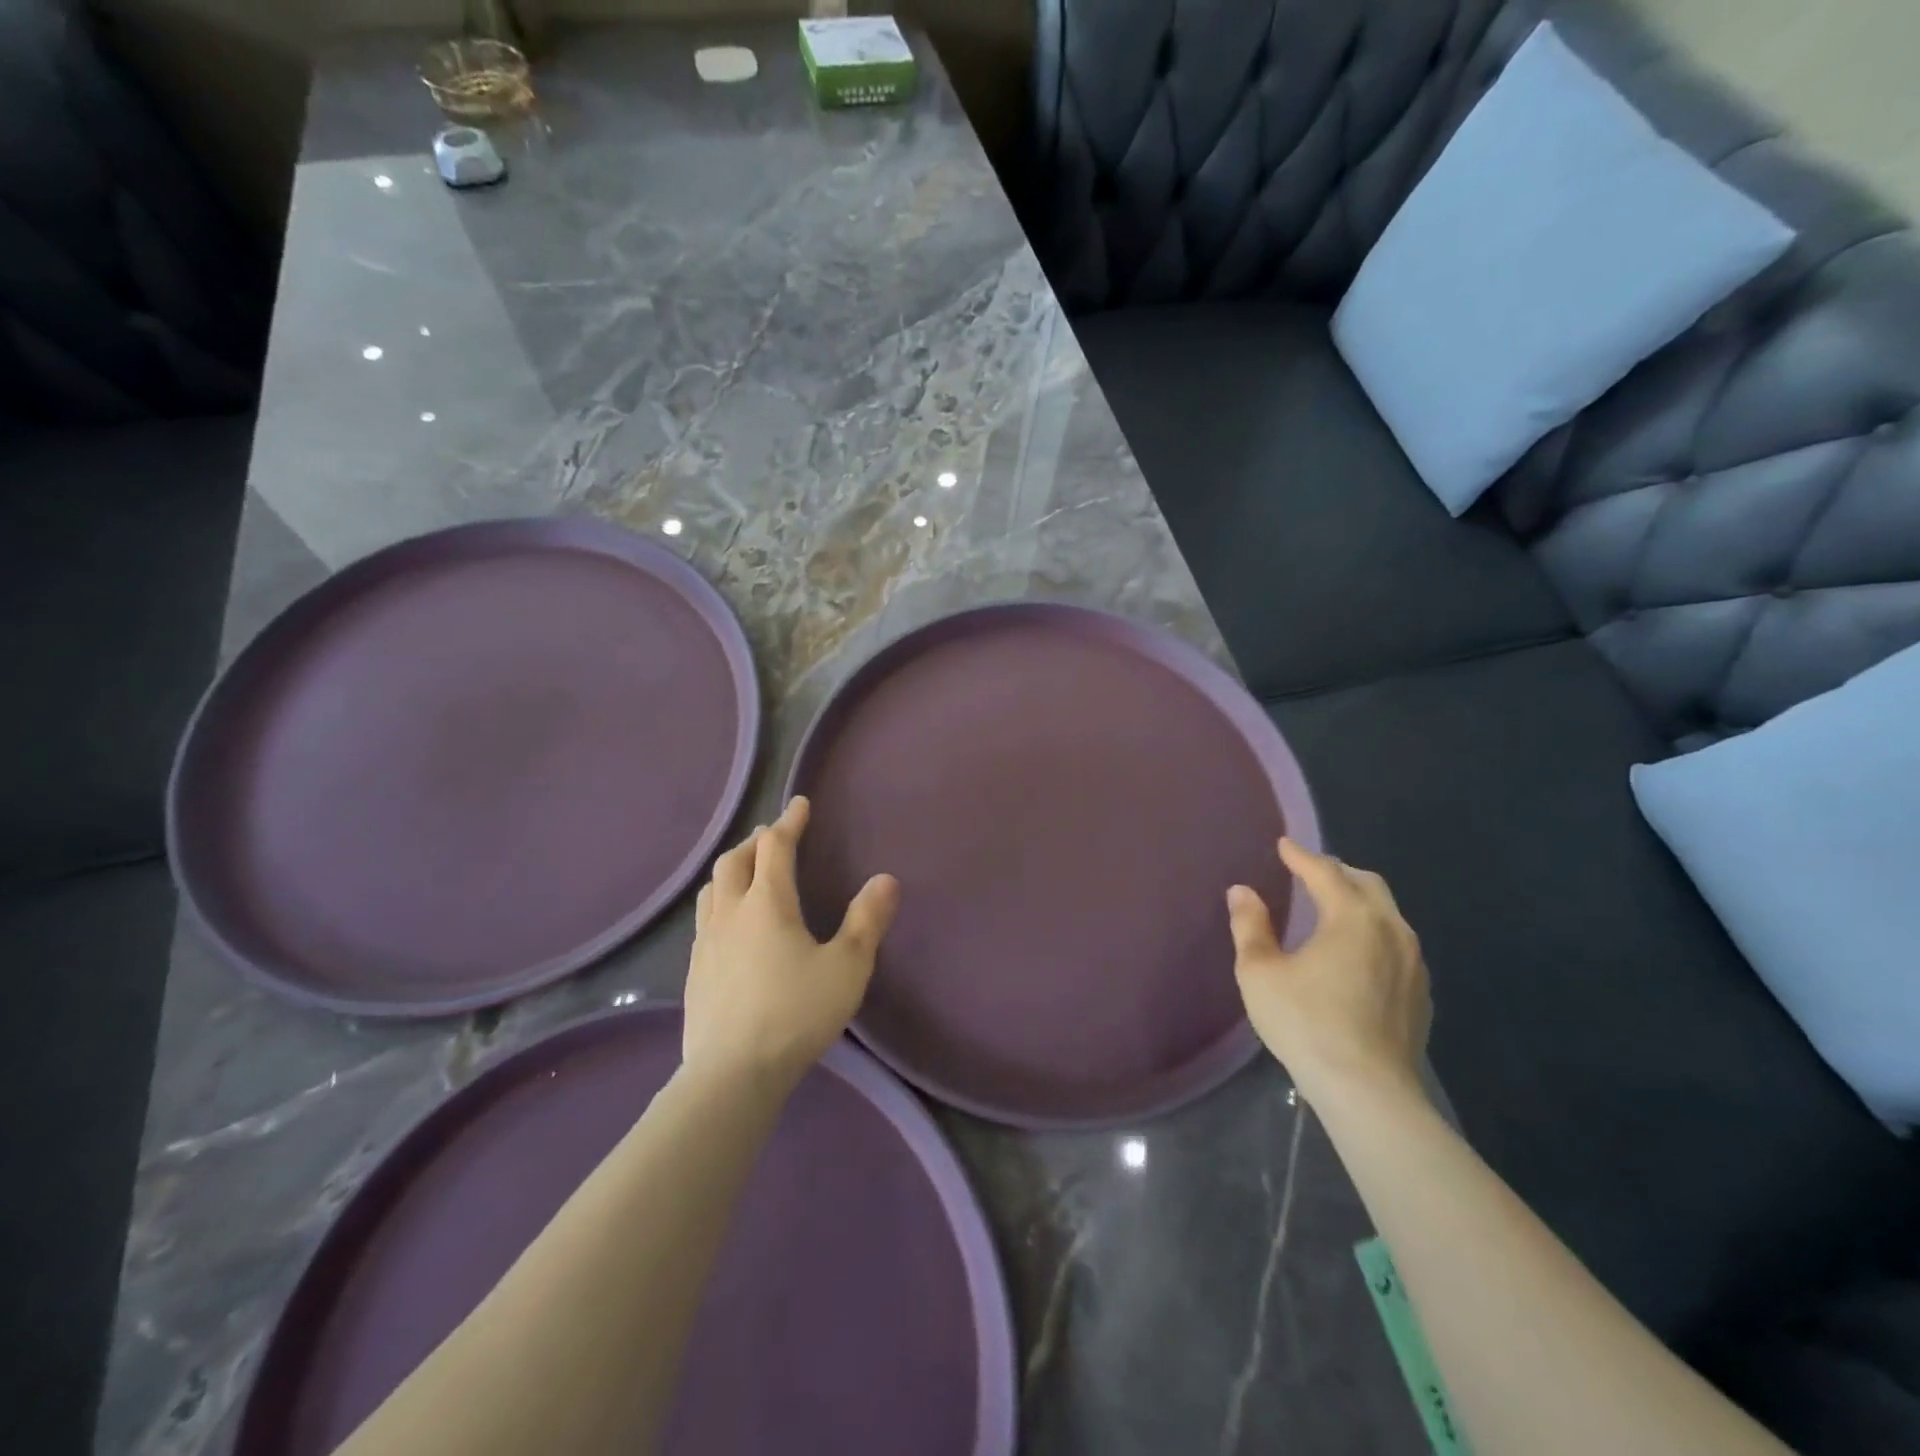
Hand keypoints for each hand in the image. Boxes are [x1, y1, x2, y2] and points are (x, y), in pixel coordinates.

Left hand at [682, 797, 900, 1091]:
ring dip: (731, 868)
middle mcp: (731, 912)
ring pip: (712, 888)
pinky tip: (730, 924)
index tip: (800, 804)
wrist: (731, 1074)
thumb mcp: (847, 967)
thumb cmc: (795, 1013)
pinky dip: (720, 901)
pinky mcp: (694, 970)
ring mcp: (705, 942)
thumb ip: (867, 921)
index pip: (775, 847)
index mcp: (767, 903)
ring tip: (746, 870)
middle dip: (755, 841)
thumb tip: (886, 878)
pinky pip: (705, 918)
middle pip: (734, 860)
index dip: (789, 822)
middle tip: (773, 835)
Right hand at [1227, 838, 1431, 1108]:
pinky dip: (1372, 931)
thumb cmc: (1306, 1023)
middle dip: (1336, 871)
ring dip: (1358, 901)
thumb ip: (1250, 926)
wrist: (1368, 1092)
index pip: (1325, 871)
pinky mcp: (1421, 993)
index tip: (1283, 845)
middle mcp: (1391, 929)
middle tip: (1308, 872)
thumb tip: (1242, 891)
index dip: (1300, 855)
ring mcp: (1413, 963)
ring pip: (1387, 913)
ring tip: (1331, 908)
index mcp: (1352, 917)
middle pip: (1366, 883)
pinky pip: (1396, 943)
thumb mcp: (1260, 972)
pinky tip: (1355, 953)